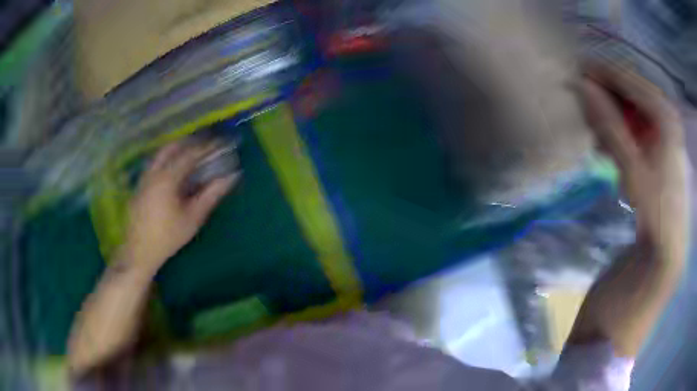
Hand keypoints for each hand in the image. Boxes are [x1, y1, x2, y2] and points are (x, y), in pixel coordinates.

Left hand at [120, 142, 238, 273]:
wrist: (139, 251)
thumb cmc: (168, 236)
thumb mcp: (193, 217)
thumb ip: (211, 194)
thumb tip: (231, 177)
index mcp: (167, 177)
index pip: (190, 154)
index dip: (207, 147)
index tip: (221, 144)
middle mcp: (153, 172)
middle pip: (172, 147)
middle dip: (189, 143)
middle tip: (204, 146)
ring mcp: (144, 178)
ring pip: (160, 155)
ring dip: (176, 150)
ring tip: (191, 155)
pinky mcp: (140, 186)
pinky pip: (155, 164)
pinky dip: (167, 160)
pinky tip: (173, 172)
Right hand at [580, 65, 689, 259]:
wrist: (668, 244)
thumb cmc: (655, 208)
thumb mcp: (631, 167)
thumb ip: (608, 125)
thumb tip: (581, 87)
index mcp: (664, 112)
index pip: (627, 78)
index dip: (600, 73)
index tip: (574, 72)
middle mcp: (665, 111)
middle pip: (629, 90)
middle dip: (605, 98)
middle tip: (584, 111)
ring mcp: (664, 124)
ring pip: (631, 106)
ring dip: (611, 117)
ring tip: (596, 137)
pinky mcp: (661, 138)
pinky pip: (636, 122)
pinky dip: (620, 130)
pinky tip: (608, 147)